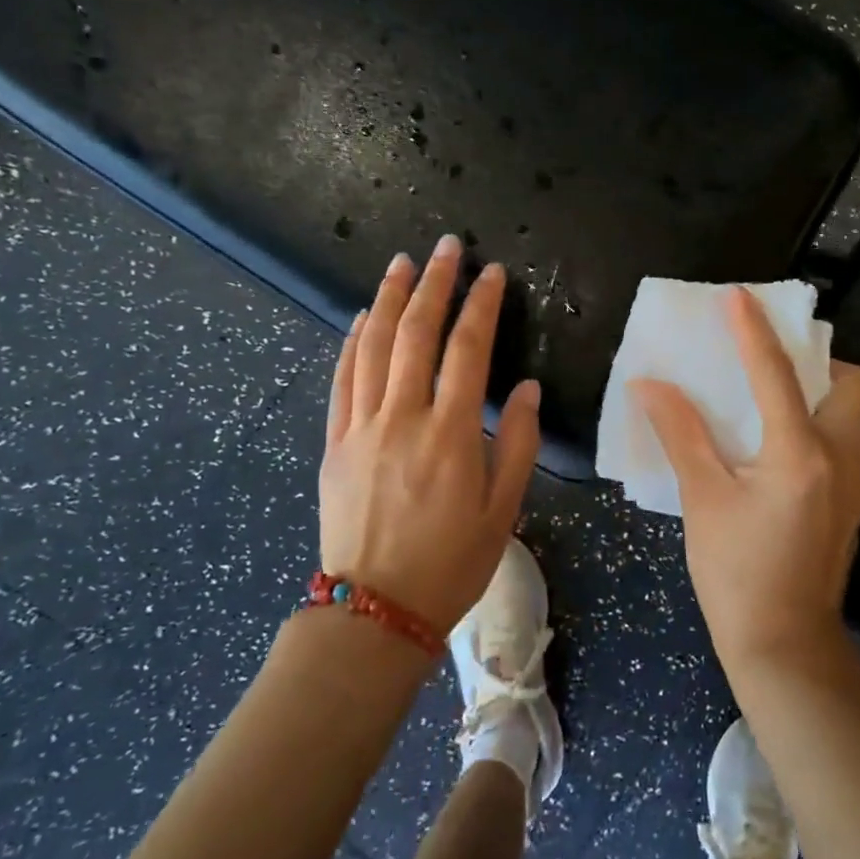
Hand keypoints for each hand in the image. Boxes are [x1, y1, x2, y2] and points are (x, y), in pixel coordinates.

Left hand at [319, 236, 540, 636]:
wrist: (374, 611)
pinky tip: (361, 318)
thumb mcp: (503, 509)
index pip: (467, 351)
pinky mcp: (334, 443)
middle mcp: (402, 419)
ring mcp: (361, 428)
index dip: (480, 306)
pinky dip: (352, 342)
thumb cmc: (451, 562)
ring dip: (388, 299)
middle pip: (416, 334)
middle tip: (445, 247)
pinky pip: (342, 379)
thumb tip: (524, 387)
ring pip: (372, 347)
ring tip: (401, 263)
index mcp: (450, 435)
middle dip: (433, 284)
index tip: (491, 273)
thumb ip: (517, 443)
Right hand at [631, 287, 859, 676]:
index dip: (753, 330)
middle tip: (768, 365)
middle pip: (849, 382)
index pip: (776, 374)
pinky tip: (772, 444)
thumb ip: (681, 434)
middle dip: (815, 360)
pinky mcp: (852, 501)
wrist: (785, 646)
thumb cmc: (736, 574)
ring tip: (766, 398)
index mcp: (801, 454)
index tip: (737, 297)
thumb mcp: (703, 499)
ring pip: (851, 411)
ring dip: (816, 390)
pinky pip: (842, 439)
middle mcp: (842, 458)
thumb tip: (650, 385)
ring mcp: (855, 482)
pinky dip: (814, 422)